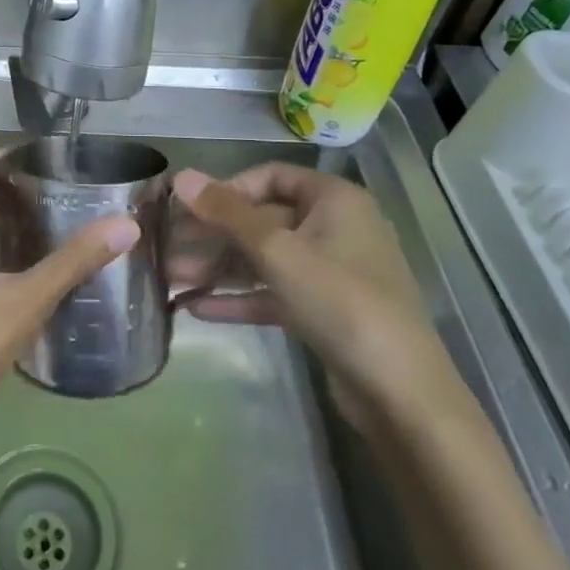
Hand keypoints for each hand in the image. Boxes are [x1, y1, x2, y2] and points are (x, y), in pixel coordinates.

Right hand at [171, 163, 462, 425]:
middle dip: (214, 235)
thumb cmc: (339, 301)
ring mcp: (331, 272)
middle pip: (263, 219)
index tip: (190, 209)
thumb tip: (181, 176)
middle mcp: (335, 227)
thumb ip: (227, 213)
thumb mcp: (277, 251)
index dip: (227, 189)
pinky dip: (240, 297)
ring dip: (220, 268)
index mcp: (334, 200)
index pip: (270, 176)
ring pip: (265, 259)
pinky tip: (197, 309)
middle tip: (169, 248)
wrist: (400, 392)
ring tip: (172, 281)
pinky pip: (275, 292)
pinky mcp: (325, 310)